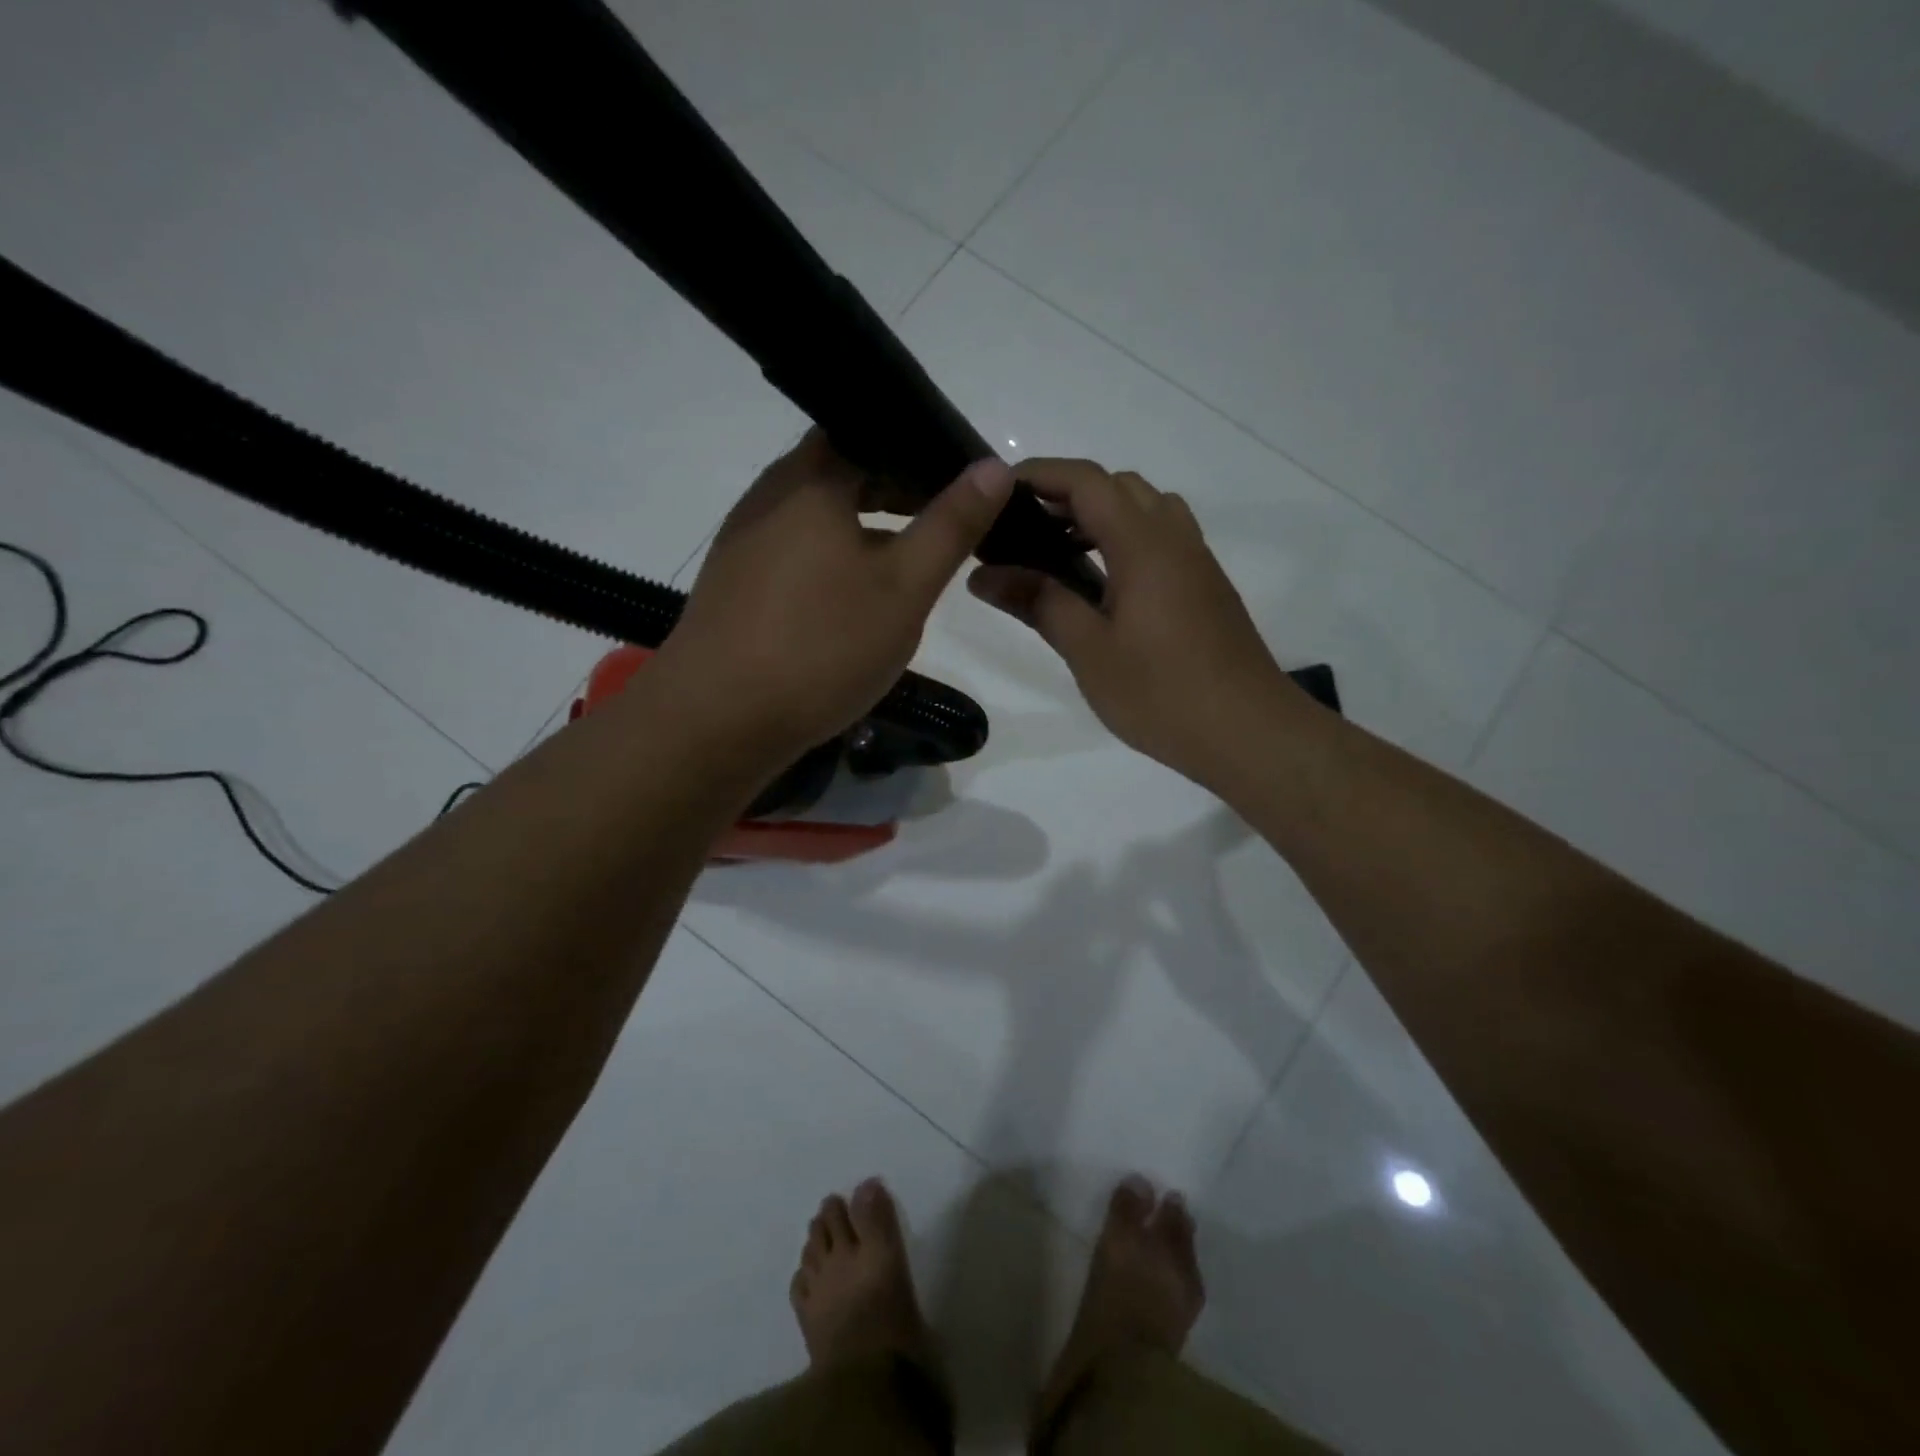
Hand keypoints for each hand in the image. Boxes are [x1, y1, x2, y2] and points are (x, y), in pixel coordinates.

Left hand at [656, 430, 1013, 759]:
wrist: (717, 721)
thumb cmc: (821, 646)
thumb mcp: (904, 588)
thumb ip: (951, 525)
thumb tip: (995, 467)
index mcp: (810, 480)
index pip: (869, 431)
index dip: (918, 450)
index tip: (959, 480)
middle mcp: (768, 497)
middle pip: (842, 471)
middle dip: (896, 490)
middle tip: (945, 520)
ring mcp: (744, 541)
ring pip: (818, 516)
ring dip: (865, 528)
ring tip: (909, 560)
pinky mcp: (734, 584)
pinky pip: (795, 551)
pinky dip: (833, 558)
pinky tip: (855, 599)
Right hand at [967, 459, 1302, 788]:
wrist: (1249, 733)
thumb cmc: (1162, 693)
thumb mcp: (1089, 651)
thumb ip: (1038, 603)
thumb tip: (983, 575)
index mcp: (1143, 545)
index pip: (1087, 481)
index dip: (1039, 475)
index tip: (997, 493)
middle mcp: (1174, 539)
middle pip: (1119, 486)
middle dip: (1067, 494)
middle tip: (1024, 531)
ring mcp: (1196, 562)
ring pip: (1145, 509)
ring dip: (1100, 516)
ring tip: (1060, 557)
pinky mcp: (1206, 587)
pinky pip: (1161, 539)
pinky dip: (1125, 540)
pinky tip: (1104, 587)